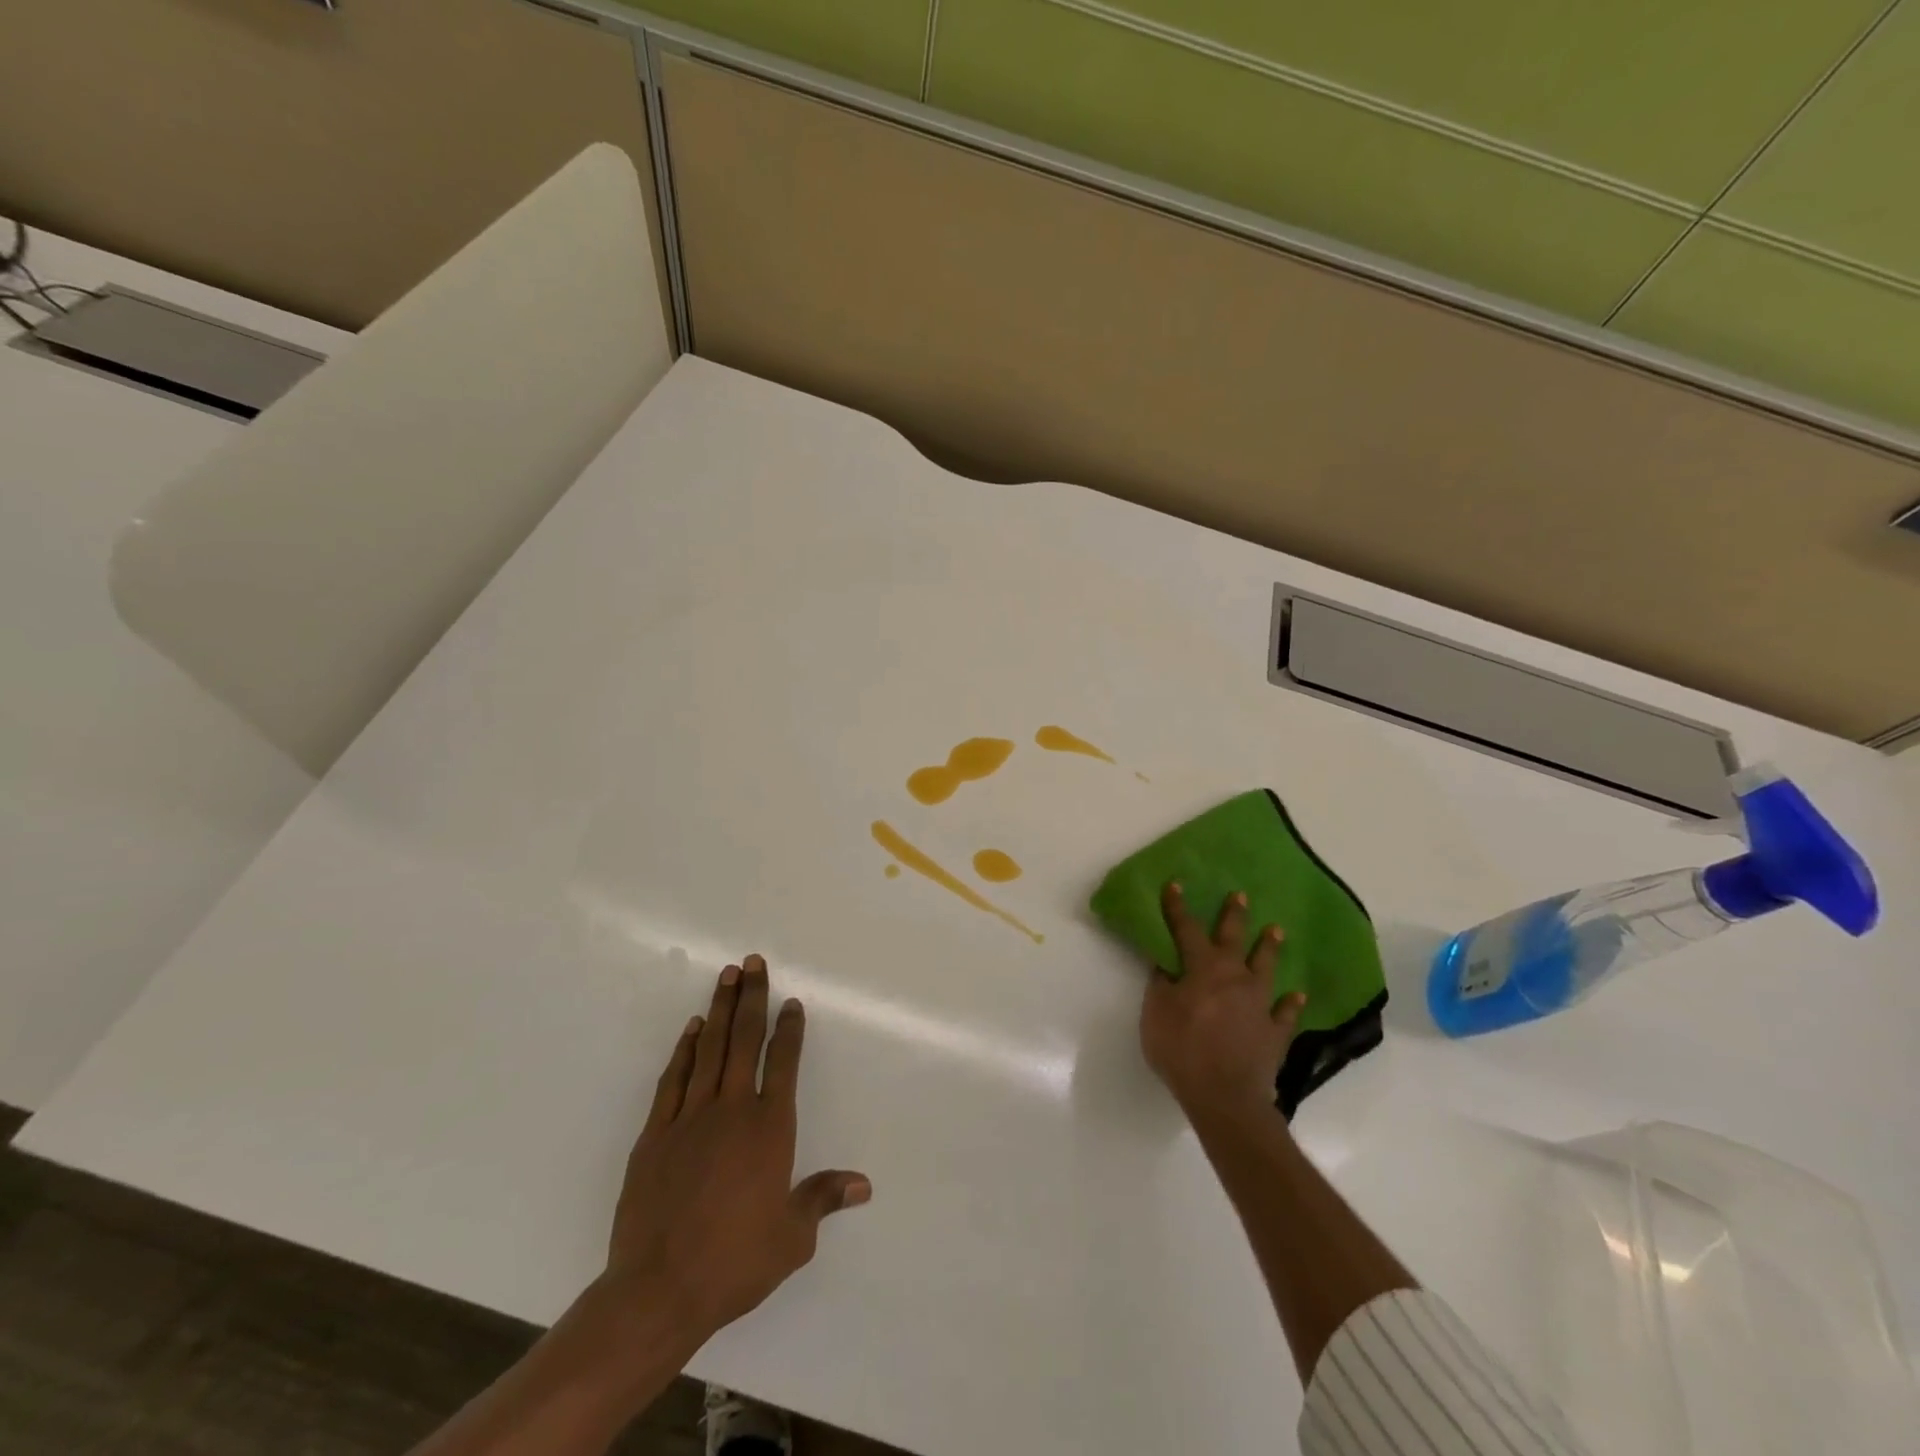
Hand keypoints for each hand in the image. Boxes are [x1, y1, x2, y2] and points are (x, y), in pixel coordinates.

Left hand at [604, 955, 870, 1342]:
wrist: (658, 1290)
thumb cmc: (734, 1262)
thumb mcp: (791, 1238)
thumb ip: (823, 1199)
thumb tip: (863, 1184)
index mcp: (769, 1128)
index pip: (784, 1063)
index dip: (789, 1029)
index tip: (791, 1003)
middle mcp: (732, 1110)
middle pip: (744, 1040)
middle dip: (751, 997)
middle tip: (753, 962)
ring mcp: (689, 1117)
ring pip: (709, 1049)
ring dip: (719, 1010)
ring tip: (726, 976)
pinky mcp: (655, 1134)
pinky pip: (674, 1079)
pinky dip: (684, 1050)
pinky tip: (691, 1029)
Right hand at [1140, 883, 1305, 1117]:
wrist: (1225, 1096)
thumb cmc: (1182, 1049)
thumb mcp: (1156, 1014)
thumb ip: (1161, 985)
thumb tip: (1165, 963)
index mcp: (1202, 969)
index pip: (1187, 929)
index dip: (1178, 907)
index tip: (1176, 884)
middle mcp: (1234, 977)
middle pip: (1234, 939)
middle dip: (1235, 916)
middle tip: (1241, 896)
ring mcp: (1259, 1003)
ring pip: (1266, 967)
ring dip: (1269, 948)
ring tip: (1277, 930)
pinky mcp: (1275, 1031)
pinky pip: (1286, 1013)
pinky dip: (1291, 1003)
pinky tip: (1297, 995)